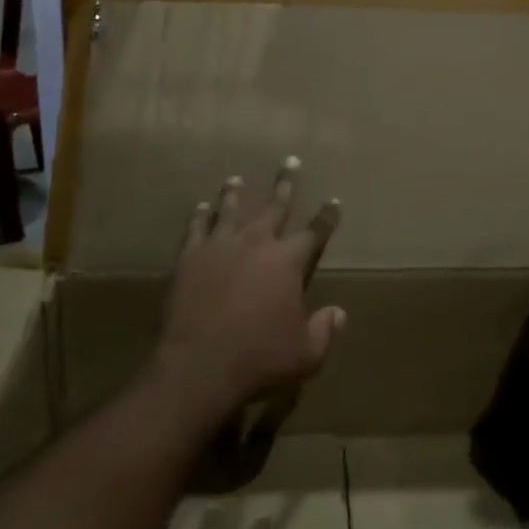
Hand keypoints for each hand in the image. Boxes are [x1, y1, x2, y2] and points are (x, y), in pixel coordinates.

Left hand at [154, 158, 344, 420]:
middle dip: (286, 184)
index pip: (314, 233)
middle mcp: (256, 243)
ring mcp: (220, 246)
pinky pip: (196, 228)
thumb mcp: (305, 354)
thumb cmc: (258, 359)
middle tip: (290, 161)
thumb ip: (324, 330)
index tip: (334, 200)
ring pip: (230, 210)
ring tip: (236, 179)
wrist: (198, 366)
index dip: (327, 217)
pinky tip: (200, 207)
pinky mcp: (189, 258)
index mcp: (287, 262)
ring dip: (235, 194)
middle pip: (274, 206)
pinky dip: (199, 216)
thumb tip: (339, 313)